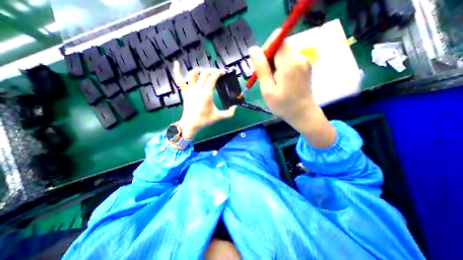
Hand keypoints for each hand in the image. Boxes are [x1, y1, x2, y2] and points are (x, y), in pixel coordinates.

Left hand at [172, 62, 235, 139]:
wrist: (190, 124)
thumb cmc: (204, 120)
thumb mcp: (219, 117)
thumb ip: (229, 113)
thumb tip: (236, 107)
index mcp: (206, 94)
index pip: (213, 77)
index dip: (219, 72)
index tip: (224, 73)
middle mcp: (197, 89)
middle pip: (205, 73)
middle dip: (212, 70)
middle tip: (217, 74)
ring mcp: (190, 89)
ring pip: (193, 73)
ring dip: (200, 70)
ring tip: (206, 72)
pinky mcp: (184, 92)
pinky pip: (179, 80)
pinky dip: (177, 71)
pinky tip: (176, 63)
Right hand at [249, 28, 337, 147]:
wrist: (303, 114)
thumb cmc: (283, 105)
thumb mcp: (267, 89)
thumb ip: (261, 68)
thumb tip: (253, 49)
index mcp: (289, 63)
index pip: (277, 39)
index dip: (266, 49)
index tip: (261, 65)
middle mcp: (299, 57)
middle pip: (281, 45)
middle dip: (269, 57)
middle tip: (265, 76)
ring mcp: (304, 61)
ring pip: (285, 52)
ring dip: (275, 62)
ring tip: (272, 80)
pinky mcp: (306, 66)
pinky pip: (290, 58)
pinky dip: (282, 65)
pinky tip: (280, 79)